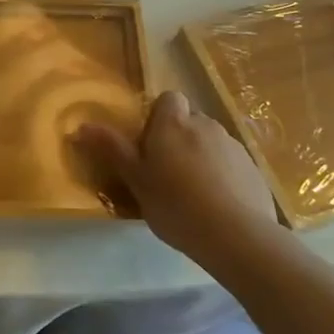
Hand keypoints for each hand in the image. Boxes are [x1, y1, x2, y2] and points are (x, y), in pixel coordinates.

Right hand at [75, 91, 280, 262]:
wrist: (236, 235)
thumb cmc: (175, 203)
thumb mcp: (135, 179)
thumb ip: (111, 149)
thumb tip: (80, 126)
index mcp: (174, 123)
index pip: (169, 98)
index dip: (159, 116)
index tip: (150, 144)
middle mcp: (205, 124)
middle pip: (189, 121)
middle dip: (179, 138)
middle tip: (165, 173)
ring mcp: (233, 146)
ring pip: (210, 143)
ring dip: (200, 157)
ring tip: (191, 194)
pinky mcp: (253, 169)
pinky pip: (230, 164)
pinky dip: (222, 176)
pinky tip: (216, 206)